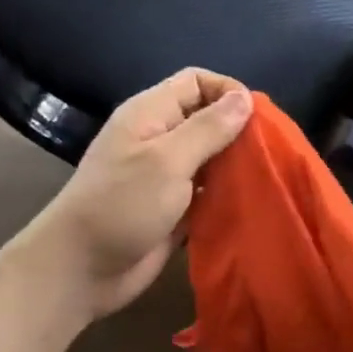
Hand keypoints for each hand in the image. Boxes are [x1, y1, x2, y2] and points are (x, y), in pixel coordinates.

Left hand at [35, 69, 251, 321]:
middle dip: (240, 131)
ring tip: (268, 178)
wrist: (81, 270)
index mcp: (151, 114)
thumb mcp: (168, 160)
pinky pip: (210, 191)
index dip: (228, 91)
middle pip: (208, 119)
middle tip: (271, 152)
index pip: (196, 81)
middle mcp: (160, 138)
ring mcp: (167, 175)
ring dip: (238, 165)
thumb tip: (245, 97)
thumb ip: (208, 128)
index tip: (259, 119)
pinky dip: (229, 194)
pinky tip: (252, 203)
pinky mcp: (176, 208)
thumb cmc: (122, 205)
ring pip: (213, 157)